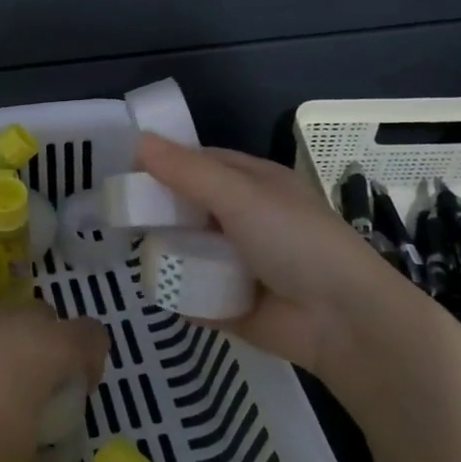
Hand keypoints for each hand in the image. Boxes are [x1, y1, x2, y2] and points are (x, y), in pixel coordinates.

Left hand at [0, 303, 108, 461]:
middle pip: (52, 323)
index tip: (77, 390)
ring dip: (8, 350)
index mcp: (57, 345)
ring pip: (12, 324)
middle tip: (34, 389)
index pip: (95, 336)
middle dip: (49, 352)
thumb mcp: (11, 458)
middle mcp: (27, 319)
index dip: (94, 361)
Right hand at [138, 133, 398, 376]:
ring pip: (187, 250)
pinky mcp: (230, 303)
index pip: (198, 164)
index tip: (122, 172)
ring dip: (165, 253)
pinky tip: (156, 289)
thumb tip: (138, 140)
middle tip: (117, 217)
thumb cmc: (295, 242)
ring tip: (132, 253)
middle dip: (158, 213)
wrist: (343, 321)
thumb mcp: (241, 196)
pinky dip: (178, 292)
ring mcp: (236, 262)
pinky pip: (192, 293)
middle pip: (187, 208)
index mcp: (253, 184)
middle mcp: (243, 219)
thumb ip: (188, 171)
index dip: (163, 165)